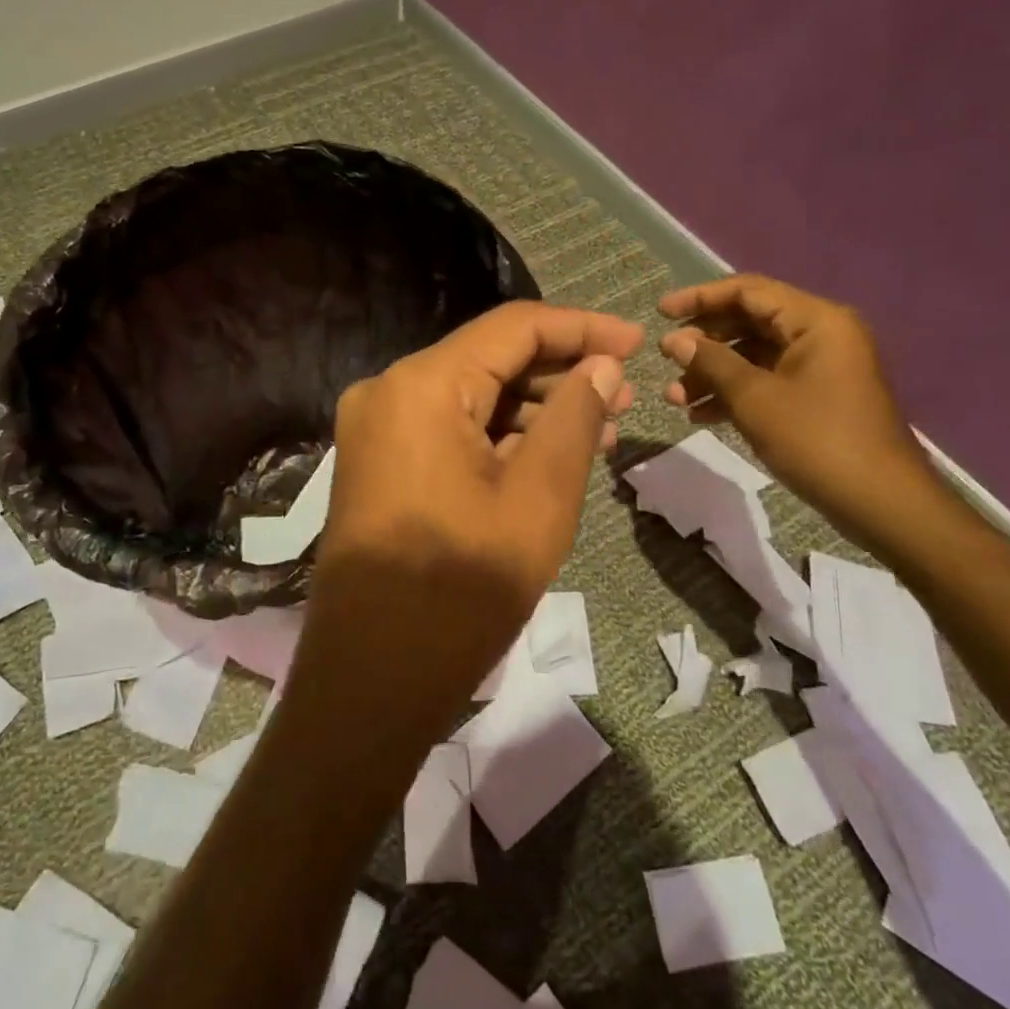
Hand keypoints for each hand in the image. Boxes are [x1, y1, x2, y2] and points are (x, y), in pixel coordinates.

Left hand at [293, 302, 640, 741]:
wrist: (371, 680)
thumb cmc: (461, 592)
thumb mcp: (538, 500)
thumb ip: (575, 419)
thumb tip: (602, 366)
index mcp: (421, 385)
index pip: (513, 328)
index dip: (581, 329)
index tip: (638, 342)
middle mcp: (388, 391)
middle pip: (488, 358)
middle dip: (560, 373)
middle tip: (626, 396)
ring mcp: (376, 429)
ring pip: (469, 395)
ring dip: (532, 406)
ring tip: (601, 427)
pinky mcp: (377, 463)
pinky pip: (447, 429)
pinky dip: (497, 435)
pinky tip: (548, 452)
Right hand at [657, 274, 937, 542]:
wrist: (880, 502)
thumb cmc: (816, 440)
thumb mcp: (754, 398)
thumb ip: (711, 362)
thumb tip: (674, 340)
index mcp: (816, 321)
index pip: (748, 291)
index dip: (700, 298)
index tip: (661, 313)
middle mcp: (821, 334)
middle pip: (749, 322)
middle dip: (703, 343)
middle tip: (665, 360)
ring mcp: (820, 367)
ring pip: (754, 356)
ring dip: (712, 373)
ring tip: (674, 398)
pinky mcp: (816, 397)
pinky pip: (767, 381)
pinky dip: (733, 393)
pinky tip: (700, 416)